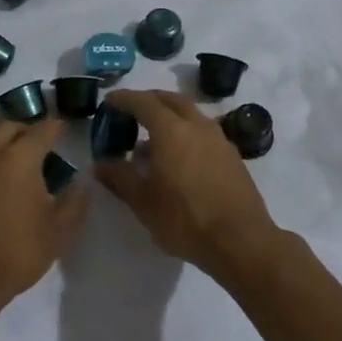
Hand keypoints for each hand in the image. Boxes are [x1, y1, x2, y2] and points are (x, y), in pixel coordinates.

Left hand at [0, 119, 88, 317]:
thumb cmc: (14, 253)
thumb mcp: (58, 232)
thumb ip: (75, 202)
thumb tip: (81, 183)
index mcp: (19, 157)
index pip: (43, 129)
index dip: (57, 128)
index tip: (66, 131)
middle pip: (10, 127)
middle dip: (28, 131)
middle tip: (43, 146)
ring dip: (4, 144)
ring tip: (19, 164)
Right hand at [93, 89, 279, 279]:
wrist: (241, 242)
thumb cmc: (185, 219)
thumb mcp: (143, 202)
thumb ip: (119, 178)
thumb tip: (100, 165)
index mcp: (172, 130)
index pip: (144, 102)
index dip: (124, 99)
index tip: (110, 101)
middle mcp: (197, 126)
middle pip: (172, 100)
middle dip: (150, 100)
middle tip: (132, 111)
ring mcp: (219, 140)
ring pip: (191, 115)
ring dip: (170, 117)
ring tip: (153, 139)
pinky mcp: (232, 157)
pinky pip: (204, 133)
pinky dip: (186, 134)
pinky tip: (178, 159)